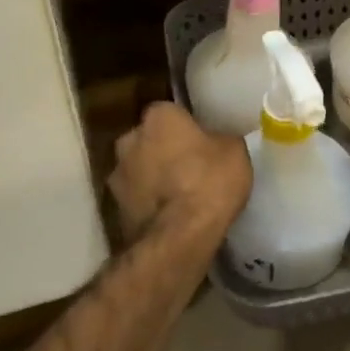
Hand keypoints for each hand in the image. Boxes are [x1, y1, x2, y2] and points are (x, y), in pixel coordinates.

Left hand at [109, 103, 251, 246]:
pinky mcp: (114, 208)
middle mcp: (130, 139)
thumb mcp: (235, 152)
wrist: (178, 238)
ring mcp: (117, 174)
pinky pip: (137, 197)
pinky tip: (170, 216)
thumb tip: (215, 143)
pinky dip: (149, 203)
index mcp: (159, 117)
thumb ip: (221, 140)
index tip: (201, 140)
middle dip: (164, 149)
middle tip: (190, 166)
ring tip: (180, 195)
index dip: (185, 126)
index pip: (170, 112)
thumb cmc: (209, 182)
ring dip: (153, 177)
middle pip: (149, 139)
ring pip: (139, 168)